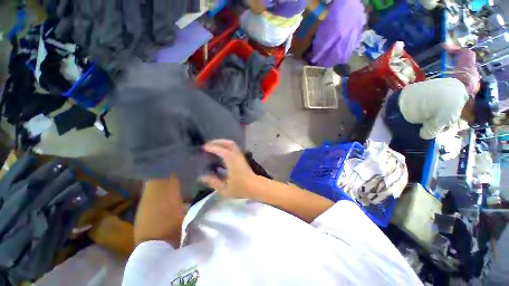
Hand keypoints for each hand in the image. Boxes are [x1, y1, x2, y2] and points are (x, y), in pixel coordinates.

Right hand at [199, 140, 257, 198]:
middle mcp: (237, 157)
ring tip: (213, 145)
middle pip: (229, 144)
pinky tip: (221, 151)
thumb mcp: (225, 189)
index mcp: (233, 163)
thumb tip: (202, 177)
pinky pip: (234, 148)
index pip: (223, 151)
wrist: (255, 186)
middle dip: (218, 142)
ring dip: (222, 142)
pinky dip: (226, 146)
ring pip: (232, 144)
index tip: (204, 147)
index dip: (213, 148)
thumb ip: (213, 182)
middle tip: (207, 144)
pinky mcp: (242, 157)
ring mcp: (241, 156)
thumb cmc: (241, 188)